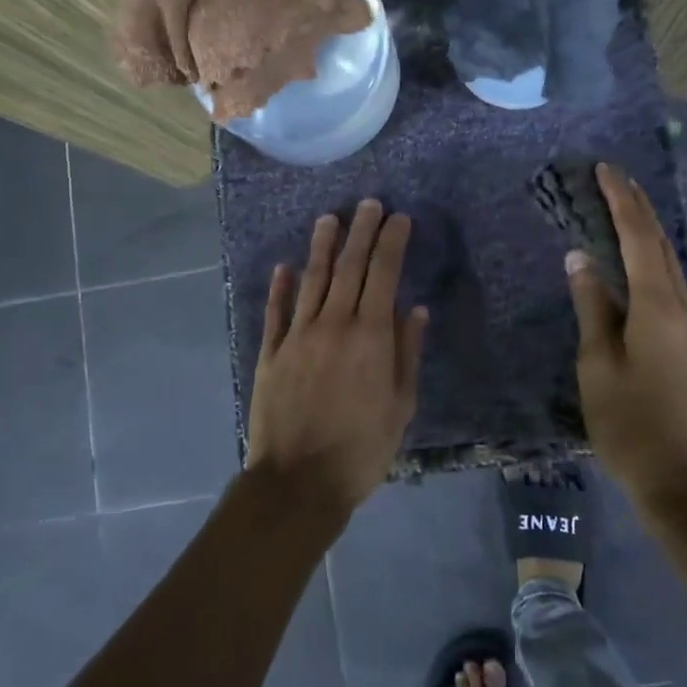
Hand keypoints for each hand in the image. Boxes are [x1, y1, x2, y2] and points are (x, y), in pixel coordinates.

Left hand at [246, 200, 428, 518]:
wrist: (299, 482)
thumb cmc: (361, 449)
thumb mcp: (400, 406)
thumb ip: (407, 353)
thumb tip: (416, 310)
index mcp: (370, 336)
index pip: (384, 274)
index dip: (392, 242)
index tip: (399, 218)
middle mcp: (333, 324)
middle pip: (349, 267)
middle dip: (361, 231)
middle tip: (368, 203)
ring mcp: (297, 336)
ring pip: (312, 280)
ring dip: (321, 246)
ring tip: (329, 218)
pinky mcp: (270, 352)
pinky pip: (276, 312)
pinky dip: (280, 287)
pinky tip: (284, 267)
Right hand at [567, 164, 686, 507]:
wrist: (685, 484)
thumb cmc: (631, 424)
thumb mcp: (598, 365)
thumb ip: (591, 307)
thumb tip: (580, 259)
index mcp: (658, 307)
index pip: (638, 238)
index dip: (621, 201)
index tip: (604, 169)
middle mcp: (682, 308)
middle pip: (661, 245)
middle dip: (638, 208)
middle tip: (615, 178)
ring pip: (670, 265)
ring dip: (647, 233)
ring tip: (625, 210)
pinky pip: (672, 287)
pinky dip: (653, 262)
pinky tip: (642, 266)